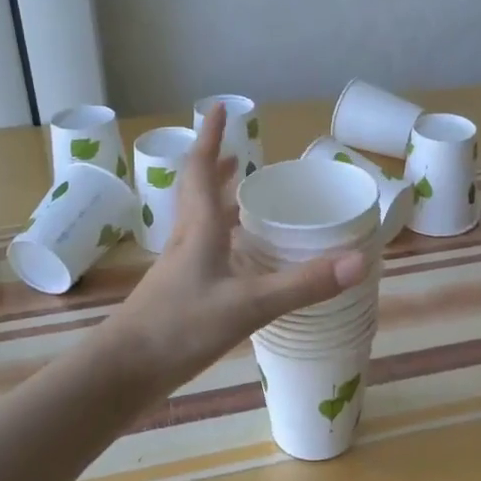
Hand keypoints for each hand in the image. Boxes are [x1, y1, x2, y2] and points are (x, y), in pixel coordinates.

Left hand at [108, 105, 366, 386]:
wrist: (123, 372)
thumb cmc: (180, 328)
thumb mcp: (248, 304)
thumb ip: (303, 284)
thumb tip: (358, 260)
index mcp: (199, 230)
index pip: (200, 170)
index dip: (209, 136)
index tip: (218, 108)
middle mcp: (186, 242)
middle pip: (198, 193)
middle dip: (216, 169)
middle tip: (239, 155)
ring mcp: (178, 270)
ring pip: (199, 224)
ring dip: (218, 204)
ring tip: (243, 200)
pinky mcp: (177, 295)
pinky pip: (203, 253)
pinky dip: (221, 242)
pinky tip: (237, 264)